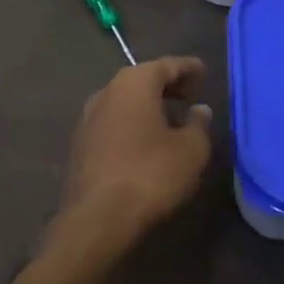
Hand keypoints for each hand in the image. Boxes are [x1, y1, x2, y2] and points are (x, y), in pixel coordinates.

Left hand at [58, 56, 213, 241]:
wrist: (98, 218)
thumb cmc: (151, 175)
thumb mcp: (191, 150)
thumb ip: (198, 124)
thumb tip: (198, 109)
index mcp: (133, 84)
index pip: (166, 65)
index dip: (188, 68)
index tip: (203, 71)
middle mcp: (106, 93)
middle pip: (141, 80)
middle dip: (167, 85)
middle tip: (190, 94)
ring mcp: (87, 119)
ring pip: (124, 102)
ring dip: (147, 106)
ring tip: (171, 118)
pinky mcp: (80, 145)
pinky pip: (113, 123)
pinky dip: (132, 124)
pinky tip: (146, 141)